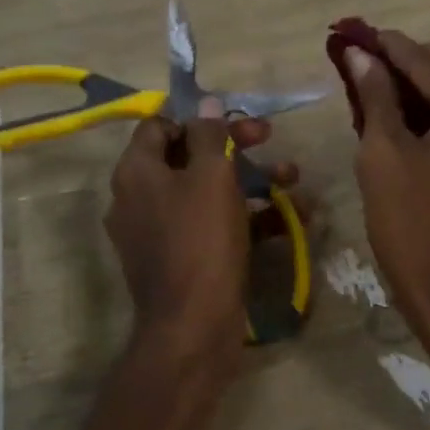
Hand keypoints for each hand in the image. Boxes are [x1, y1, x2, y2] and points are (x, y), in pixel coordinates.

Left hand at [105, 106, 290, 368]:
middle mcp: (140, 199)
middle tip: (269, 137)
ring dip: (250, 180)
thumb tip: (205, 102)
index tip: (233, 118)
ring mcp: (160, 232)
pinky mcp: (182, 259)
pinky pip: (212, 225)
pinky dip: (246, 218)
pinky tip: (289, 218)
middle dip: (233, 146)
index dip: (197, 117)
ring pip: (206, 192)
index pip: (159, 126)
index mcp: (137, 173)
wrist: (193, 327)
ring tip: (292, 178)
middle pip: (188, 157)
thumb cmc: (201, 241)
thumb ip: (209, 134)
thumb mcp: (211, 177)